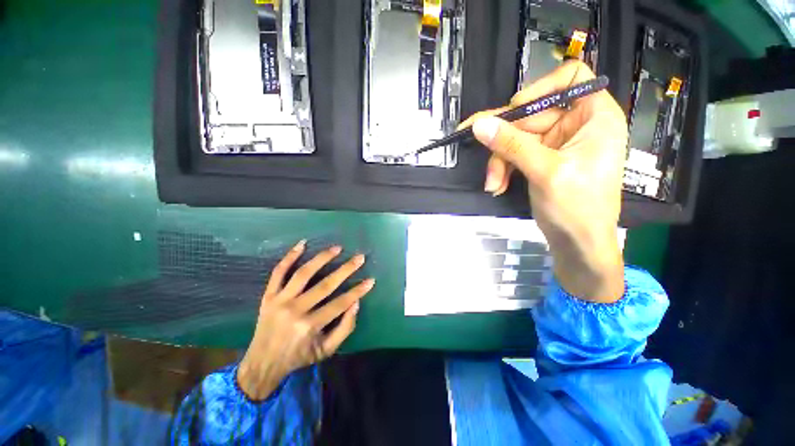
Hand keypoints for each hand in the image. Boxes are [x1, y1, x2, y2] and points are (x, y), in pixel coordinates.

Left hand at [237, 241, 374, 400]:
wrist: (262, 363)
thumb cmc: (298, 356)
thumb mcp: (326, 351)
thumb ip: (344, 329)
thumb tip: (356, 304)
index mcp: (309, 326)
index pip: (340, 303)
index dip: (358, 291)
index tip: (371, 280)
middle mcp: (295, 310)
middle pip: (325, 285)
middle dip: (346, 269)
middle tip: (360, 257)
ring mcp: (280, 301)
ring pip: (303, 273)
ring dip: (322, 258)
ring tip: (337, 248)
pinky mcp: (268, 296)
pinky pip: (278, 272)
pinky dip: (290, 257)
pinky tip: (302, 244)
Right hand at [462, 61, 625, 302]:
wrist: (577, 244)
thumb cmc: (577, 208)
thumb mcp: (546, 172)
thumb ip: (512, 145)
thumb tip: (479, 124)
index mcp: (594, 117)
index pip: (570, 79)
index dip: (541, 88)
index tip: (516, 110)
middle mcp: (575, 125)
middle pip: (530, 115)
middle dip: (505, 142)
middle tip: (489, 165)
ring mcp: (555, 144)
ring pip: (516, 138)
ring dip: (499, 161)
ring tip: (493, 184)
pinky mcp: (540, 160)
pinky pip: (514, 154)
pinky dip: (503, 169)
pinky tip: (497, 185)